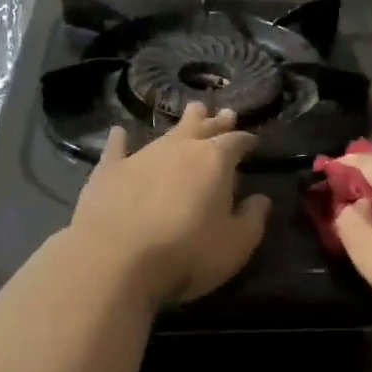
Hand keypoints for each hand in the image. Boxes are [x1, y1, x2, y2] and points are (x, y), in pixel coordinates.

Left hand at [69, 103, 271, 307]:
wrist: (116, 259)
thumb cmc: (187, 253)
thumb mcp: (236, 244)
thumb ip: (252, 219)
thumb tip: (261, 199)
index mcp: (215, 161)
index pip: (236, 142)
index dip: (246, 140)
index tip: (253, 140)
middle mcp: (180, 148)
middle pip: (202, 127)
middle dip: (216, 121)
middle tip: (225, 113)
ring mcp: (142, 155)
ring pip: (166, 132)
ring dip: (181, 124)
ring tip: (192, 112)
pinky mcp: (109, 170)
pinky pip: (117, 148)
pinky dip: (120, 140)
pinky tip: (119, 132)